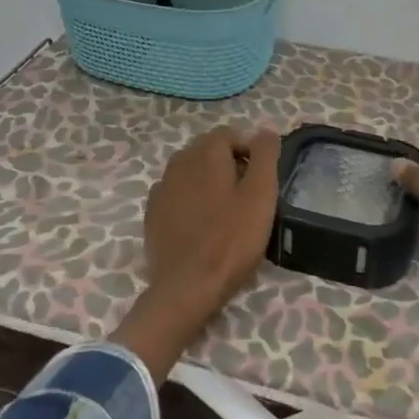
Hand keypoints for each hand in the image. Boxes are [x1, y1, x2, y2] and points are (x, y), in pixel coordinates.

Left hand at [112, 126, 281, 378]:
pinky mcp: (152, 215)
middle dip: (229, 164)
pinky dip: (191, 201)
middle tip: (248, 196)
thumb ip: (266, 156)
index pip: (229, 134)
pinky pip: (177, 196)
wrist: (187, 286)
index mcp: (205, 153)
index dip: (250, 151)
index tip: (262, 179)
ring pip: (190, 173)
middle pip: (207, 151)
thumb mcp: (261, 194)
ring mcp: (161, 189)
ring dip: (208, 182)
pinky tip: (202, 226)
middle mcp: (178, 163)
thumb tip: (265, 132)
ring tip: (226, 212)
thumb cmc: (231, 239)